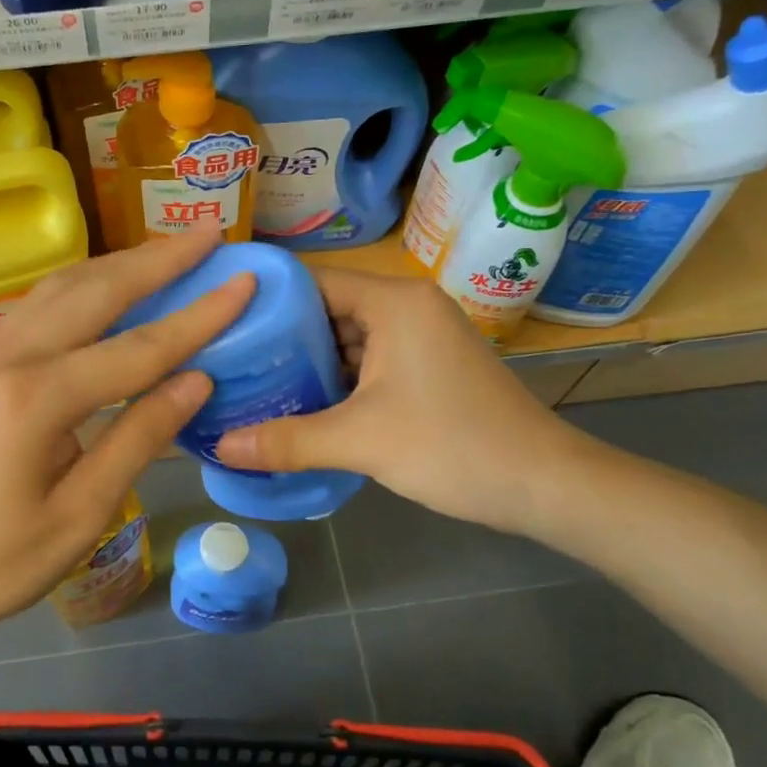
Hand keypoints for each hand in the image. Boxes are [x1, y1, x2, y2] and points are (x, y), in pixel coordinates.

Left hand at [0, 225, 251, 661]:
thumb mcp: (82, 513)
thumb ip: (140, 438)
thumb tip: (197, 380)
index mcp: (35, 400)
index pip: (138, 348)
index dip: (198, 317)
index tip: (243, 281)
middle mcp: (9, 357)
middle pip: (97, 291)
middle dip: (159, 260)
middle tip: (210, 234)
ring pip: (64, 286)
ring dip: (122, 263)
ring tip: (171, 250)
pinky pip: (42, 304)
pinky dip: (88, 284)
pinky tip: (113, 284)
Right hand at [215, 269, 598, 536]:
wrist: (546, 485)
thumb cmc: (453, 446)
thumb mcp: (362, 442)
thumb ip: (287, 441)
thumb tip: (220, 447)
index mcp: (394, 302)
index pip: (311, 282)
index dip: (265, 301)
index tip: (222, 325)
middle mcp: (408, 306)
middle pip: (328, 309)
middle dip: (281, 337)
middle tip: (230, 360)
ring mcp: (422, 336)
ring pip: (349, 338)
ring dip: (309, 362)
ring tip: (254, 383)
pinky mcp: (430, 365)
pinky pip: (371, 360)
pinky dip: (339, 379)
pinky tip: (304, 404)